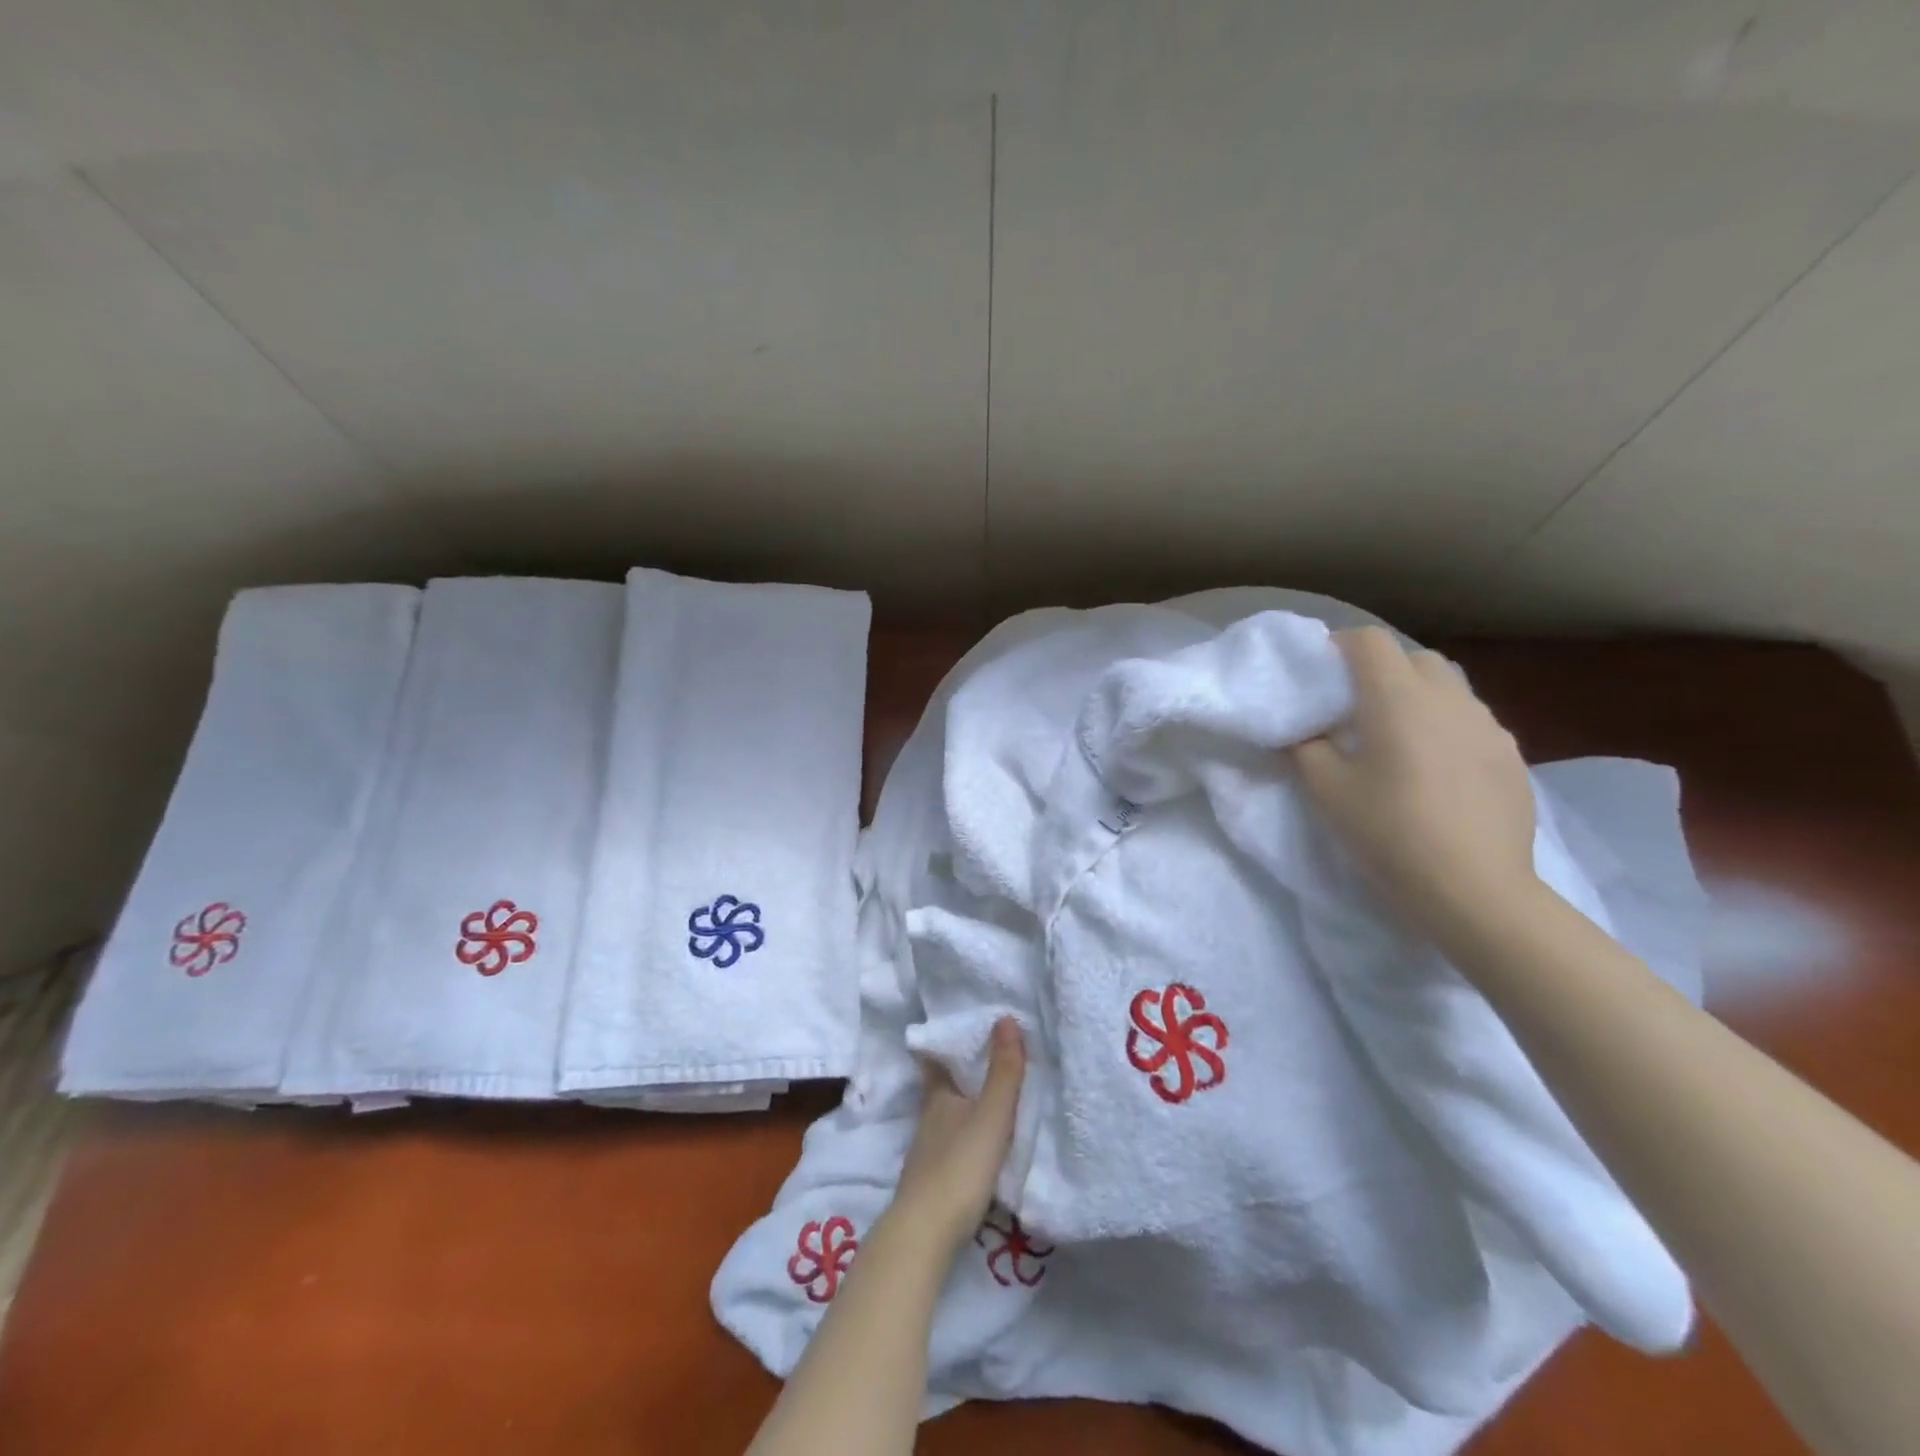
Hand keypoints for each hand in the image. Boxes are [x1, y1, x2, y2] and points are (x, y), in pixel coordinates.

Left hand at [890, 1018, 1025, 1254]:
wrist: (925, 1236)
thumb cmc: (958, 1167)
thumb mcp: (990, 1116)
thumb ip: (1002, 1072)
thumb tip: (1005, 1017)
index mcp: (938, 1096)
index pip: (937, 1059)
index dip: (947, 1044)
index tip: (964, 1028)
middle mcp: (929, 1117)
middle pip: (944, 1087)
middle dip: (962, 1074)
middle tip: (990, 1057)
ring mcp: (928, 1150)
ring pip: (949, 1116)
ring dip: (966, 1106)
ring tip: (993, 1096)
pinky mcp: (934, 1180)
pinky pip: (953, 1143)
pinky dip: (967, 1135)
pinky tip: (982, 1142)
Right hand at [1291, 627, 1538, 930]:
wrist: (1475, 889)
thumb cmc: (1389, 832)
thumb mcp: (1325, 791)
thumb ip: (1306, 747)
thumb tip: (1305, 730)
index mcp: (1398, 698)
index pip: (1369, 641)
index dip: (1340, 647)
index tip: (1322, 677)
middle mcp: (1448, 698)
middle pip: (1413, 657)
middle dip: (1381, 670)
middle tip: (1356, 709)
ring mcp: (1488, 725)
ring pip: (1448, 688)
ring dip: (1418, 698)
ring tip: (1399, 740)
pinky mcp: (1512, 755)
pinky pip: (1471, 722)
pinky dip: (1447, 728)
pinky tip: (1437, 771)